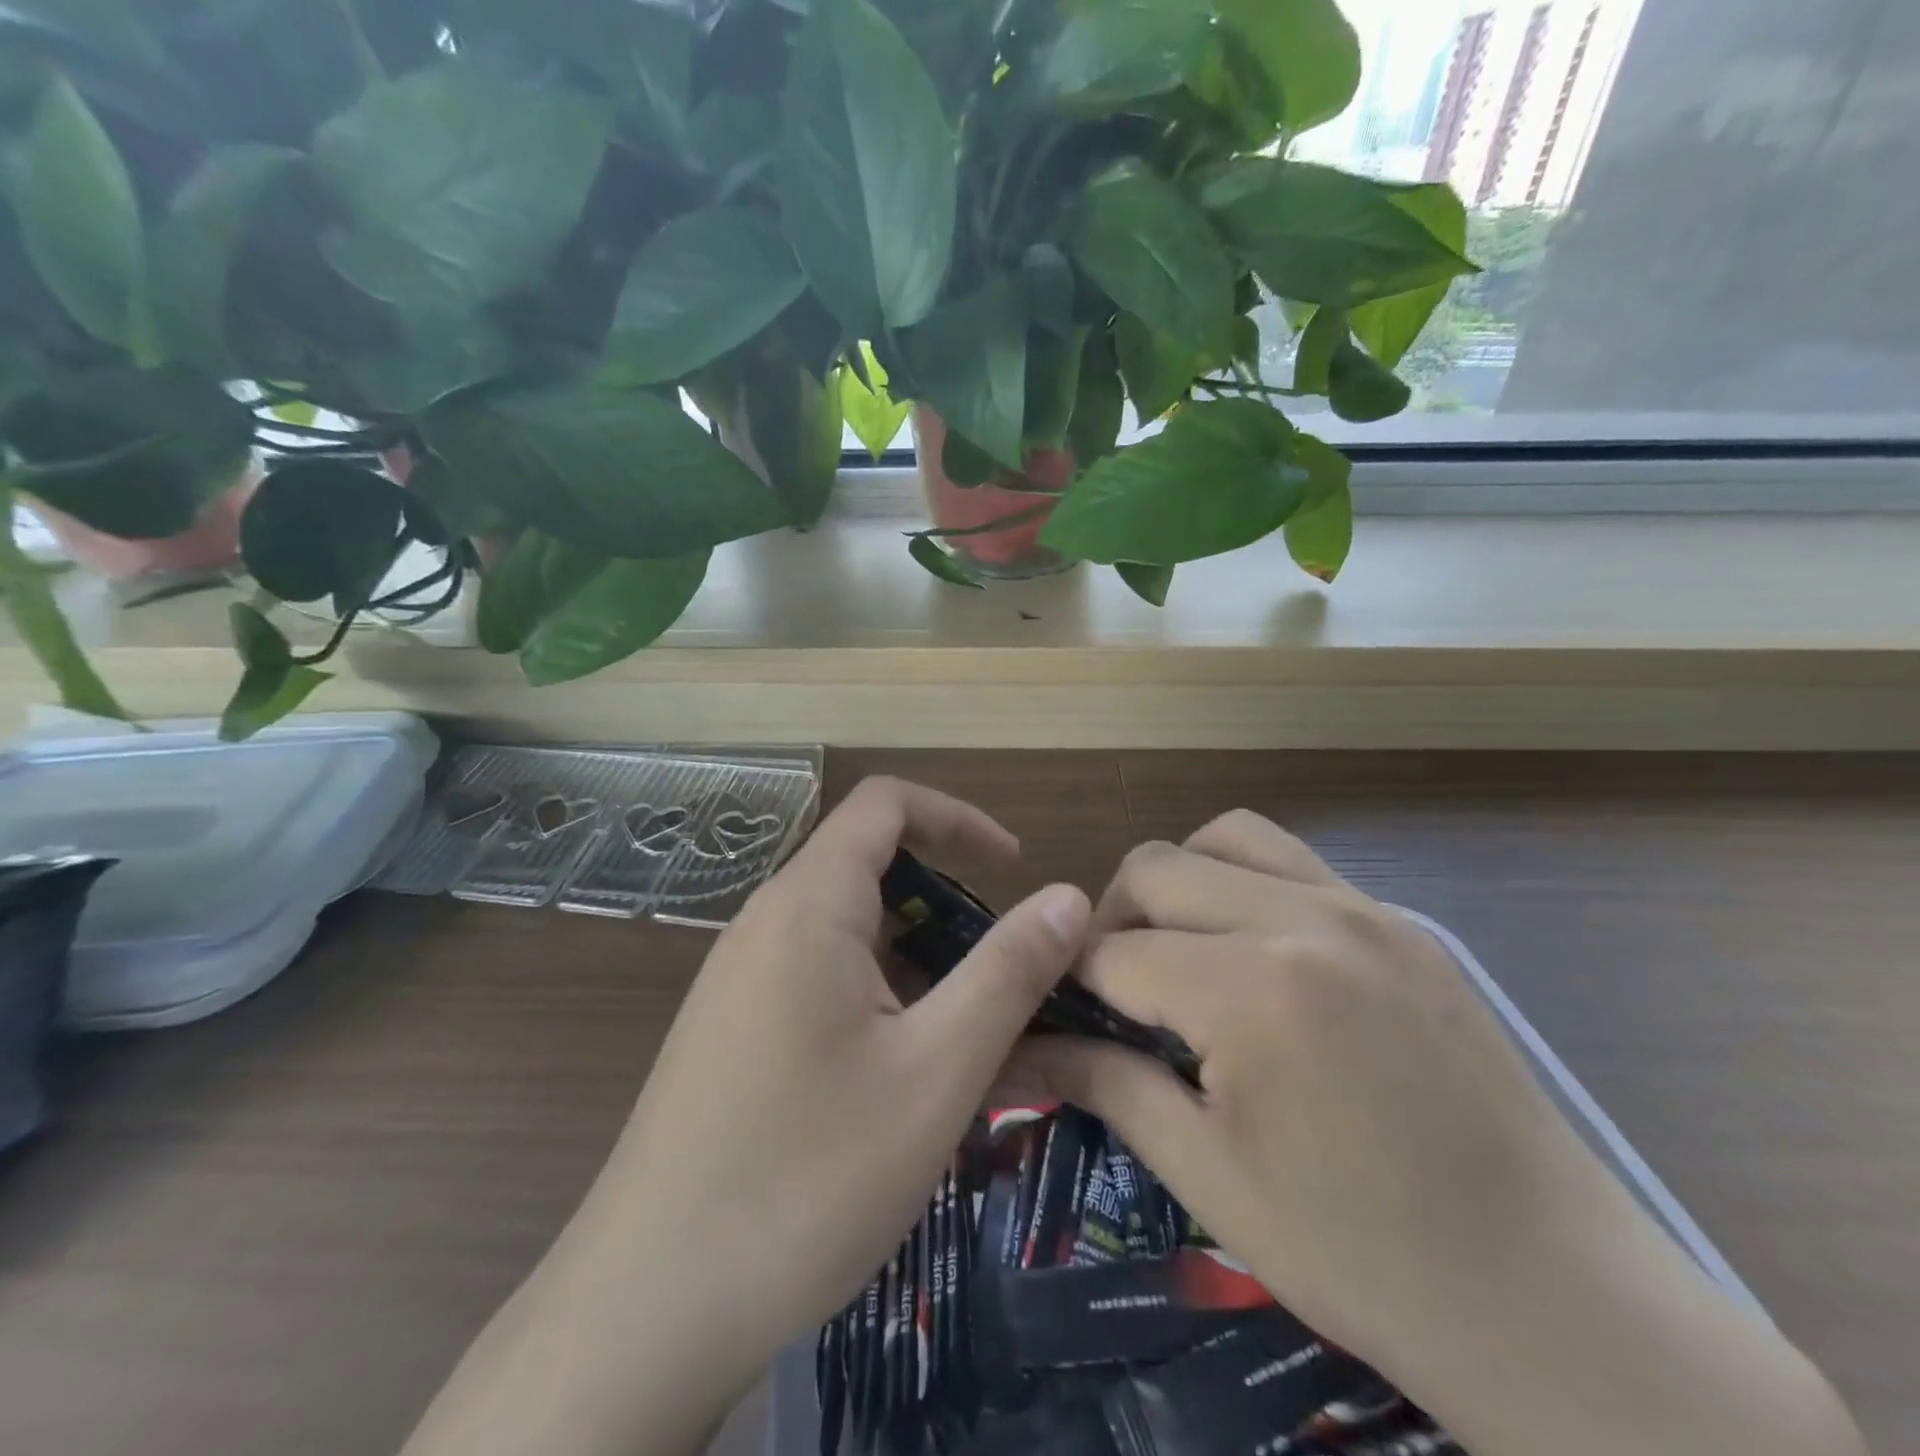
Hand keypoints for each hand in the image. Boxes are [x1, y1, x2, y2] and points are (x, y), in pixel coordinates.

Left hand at [403, 777, 1089, 1455]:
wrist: (646, 1309)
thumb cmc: (807, 1176)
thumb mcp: (936, 1070)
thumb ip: (1009, 972)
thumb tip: (1069, 895)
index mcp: (808, 905)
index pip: (886, 803)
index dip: (959, 818)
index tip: (1014, 868)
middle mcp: (765, 923)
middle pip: (870, 871)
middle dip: (947, 908)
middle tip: (1000, 984)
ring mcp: (740, 979)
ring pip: (849, 934)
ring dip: (916, 965)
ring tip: (962, 1046)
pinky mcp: (730, 1029)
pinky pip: (819, 980)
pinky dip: (877, 1000)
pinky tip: (899, 1083)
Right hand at [1019, 810, 1863, 1455]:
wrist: (1562, 1305)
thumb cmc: (1364, 1256)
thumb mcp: (1209, 1176)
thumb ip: (1105, 1084)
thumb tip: (1016, 1049)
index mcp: (1251, 990)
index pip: (1114, 953)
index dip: (1069, 983)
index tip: (1058, 1016)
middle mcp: (1305, 919)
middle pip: (1156, 868)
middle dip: (1111, 921)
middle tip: (1115, 992)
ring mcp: (1366, 910)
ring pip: (1228, 838)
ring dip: (1180, 882)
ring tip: (1182, 951)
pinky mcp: (1407, 925)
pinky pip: (1297, 865)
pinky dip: (1247, 887)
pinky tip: (1259, 961)